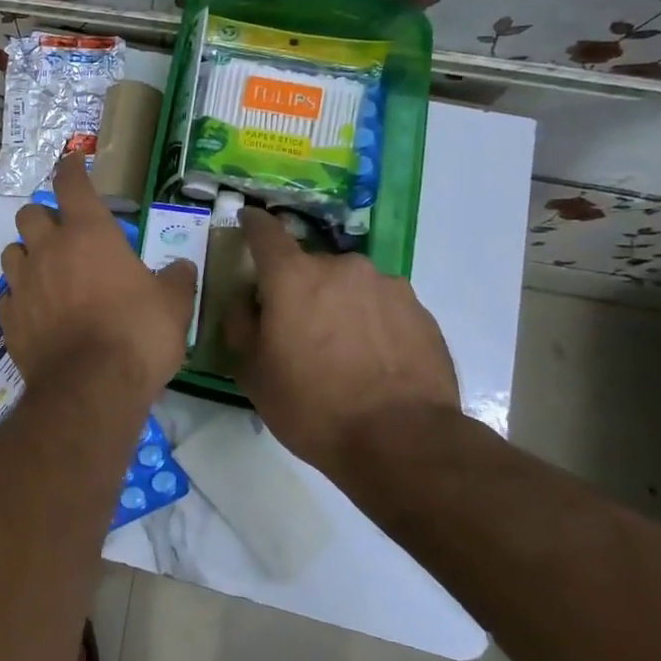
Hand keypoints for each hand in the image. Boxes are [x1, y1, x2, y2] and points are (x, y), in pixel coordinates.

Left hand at [0, 154, 198, 397]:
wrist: (91, 388)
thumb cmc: (137, 334)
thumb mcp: (172, 306)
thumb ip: (176, 280)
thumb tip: (183, 268)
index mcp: (89, 234)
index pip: (71, 184)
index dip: (71, 168)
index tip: (72, 162)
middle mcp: (48, 250)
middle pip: (29, 214)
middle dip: (43, 217)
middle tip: (62, 234)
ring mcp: (23, 284)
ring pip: (11, 252)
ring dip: (26, 254)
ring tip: (44, 271)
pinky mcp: (8, 319)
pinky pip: (7, 297)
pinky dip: (19, 298)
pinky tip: (34, 312)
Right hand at [227, 208, 458, 470]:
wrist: (403, 441)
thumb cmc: (312, 406)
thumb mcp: (253, 373)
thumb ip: (240, 326)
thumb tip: (242, 302)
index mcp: (293, 277)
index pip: (265, 232)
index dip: (252, 223)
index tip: (246, 219)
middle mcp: (341, 267)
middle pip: (309, 266)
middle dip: (298, 287)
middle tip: (295, 327)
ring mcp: (387, 286)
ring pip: (349, 285)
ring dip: (337, 304)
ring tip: (340, 350)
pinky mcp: (420, 311)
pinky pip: (382, 306)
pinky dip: (370, 322)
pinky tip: (372, 360)